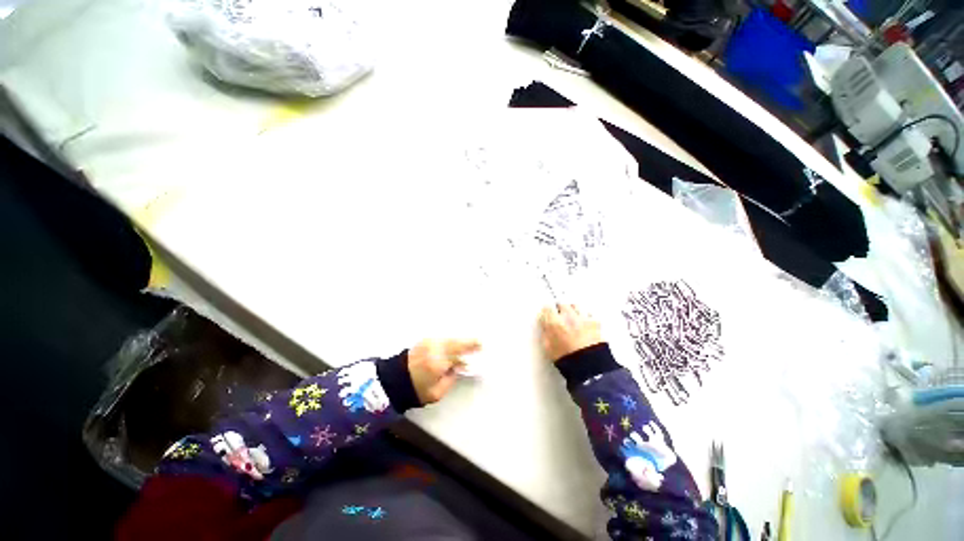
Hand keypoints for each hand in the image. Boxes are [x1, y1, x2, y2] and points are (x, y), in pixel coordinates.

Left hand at [407, 339, 480, 404]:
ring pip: (449, 339)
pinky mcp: (424, 340)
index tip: (481, 346)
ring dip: (459, 341)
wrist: (394, 380)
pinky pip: (442, 338)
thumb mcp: (436, 393)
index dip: (470, 349)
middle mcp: (433, 349)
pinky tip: (456, 343)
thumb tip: (459, 367)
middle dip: (467, 342)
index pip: (458, 353)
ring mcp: (428, 343)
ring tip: (469, 343)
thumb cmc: (416, 390)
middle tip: (479, 342)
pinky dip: (450, 340)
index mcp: (437, 363)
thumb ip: (451, 379)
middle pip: (454, 342)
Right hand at [539, 304, 602, 362]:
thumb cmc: (566, 359)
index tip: (548, 314)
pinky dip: (586, 316)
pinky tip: (585, 323)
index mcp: (554, 322)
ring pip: (576, 305)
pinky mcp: (595, 322)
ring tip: (573, 318)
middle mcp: (568, 316)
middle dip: (560, 308)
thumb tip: (545, 324)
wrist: (589, 367)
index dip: (547, 311)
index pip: (547, 307)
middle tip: (560, 316)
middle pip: (562, 303)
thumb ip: (545, 332)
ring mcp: (583, 317)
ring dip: (573, 310)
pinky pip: (589, 313)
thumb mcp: (548, 347)